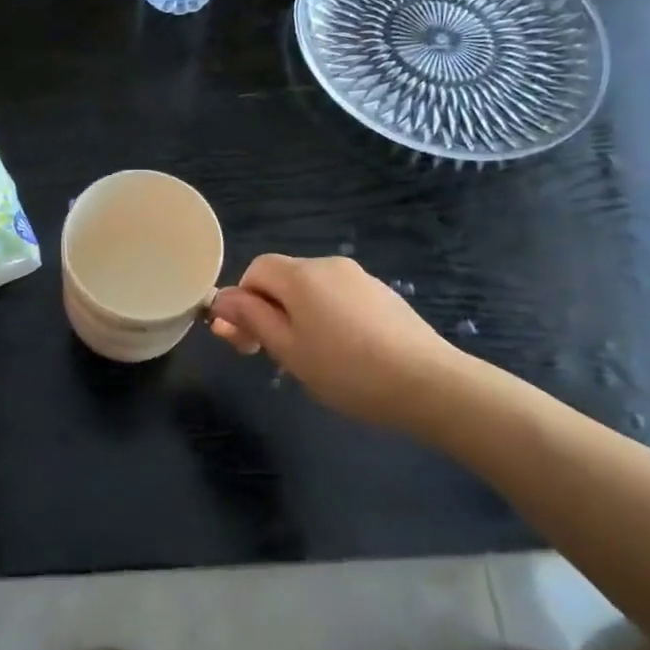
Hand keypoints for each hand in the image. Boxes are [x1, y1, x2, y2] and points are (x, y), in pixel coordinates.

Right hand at [209, 255, 467, 432]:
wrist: (429, 384)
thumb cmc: (346, 370)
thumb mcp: (287, 349)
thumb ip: (251, 318)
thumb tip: (220, 298)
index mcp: (301, 275)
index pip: (255, 270)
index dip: (243, 301)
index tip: (247, 341)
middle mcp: (330, 266)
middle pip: (284, 279)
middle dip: (270, 311)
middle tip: (274, 356)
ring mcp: (361, 279)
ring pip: (312, 291)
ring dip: (299, 317)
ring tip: (313, 361)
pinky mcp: (384, 296)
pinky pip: (340, 299)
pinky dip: (329, 319)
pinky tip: (346, 356)